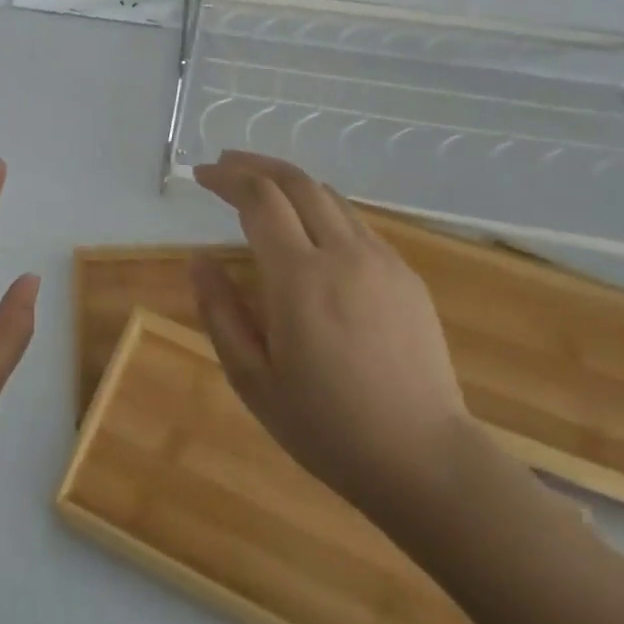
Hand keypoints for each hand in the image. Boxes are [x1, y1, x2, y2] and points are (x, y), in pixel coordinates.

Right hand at [190, 150, 470, 520]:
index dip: (226, 178)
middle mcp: (343, 254)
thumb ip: (220, 310)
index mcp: (300, 279)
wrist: (424, 459)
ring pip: (329, 196)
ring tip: (259, 185)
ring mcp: (382, 261)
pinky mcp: (406, 275)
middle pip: (296, 182)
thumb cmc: (325, 426)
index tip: (201, 175)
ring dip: (288, 180)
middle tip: (224, 164)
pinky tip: (307, 227)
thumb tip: (199, 258)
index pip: (259, 199)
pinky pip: (355, 223)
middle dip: (255, 165)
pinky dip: (321, 207)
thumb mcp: (252, 378)